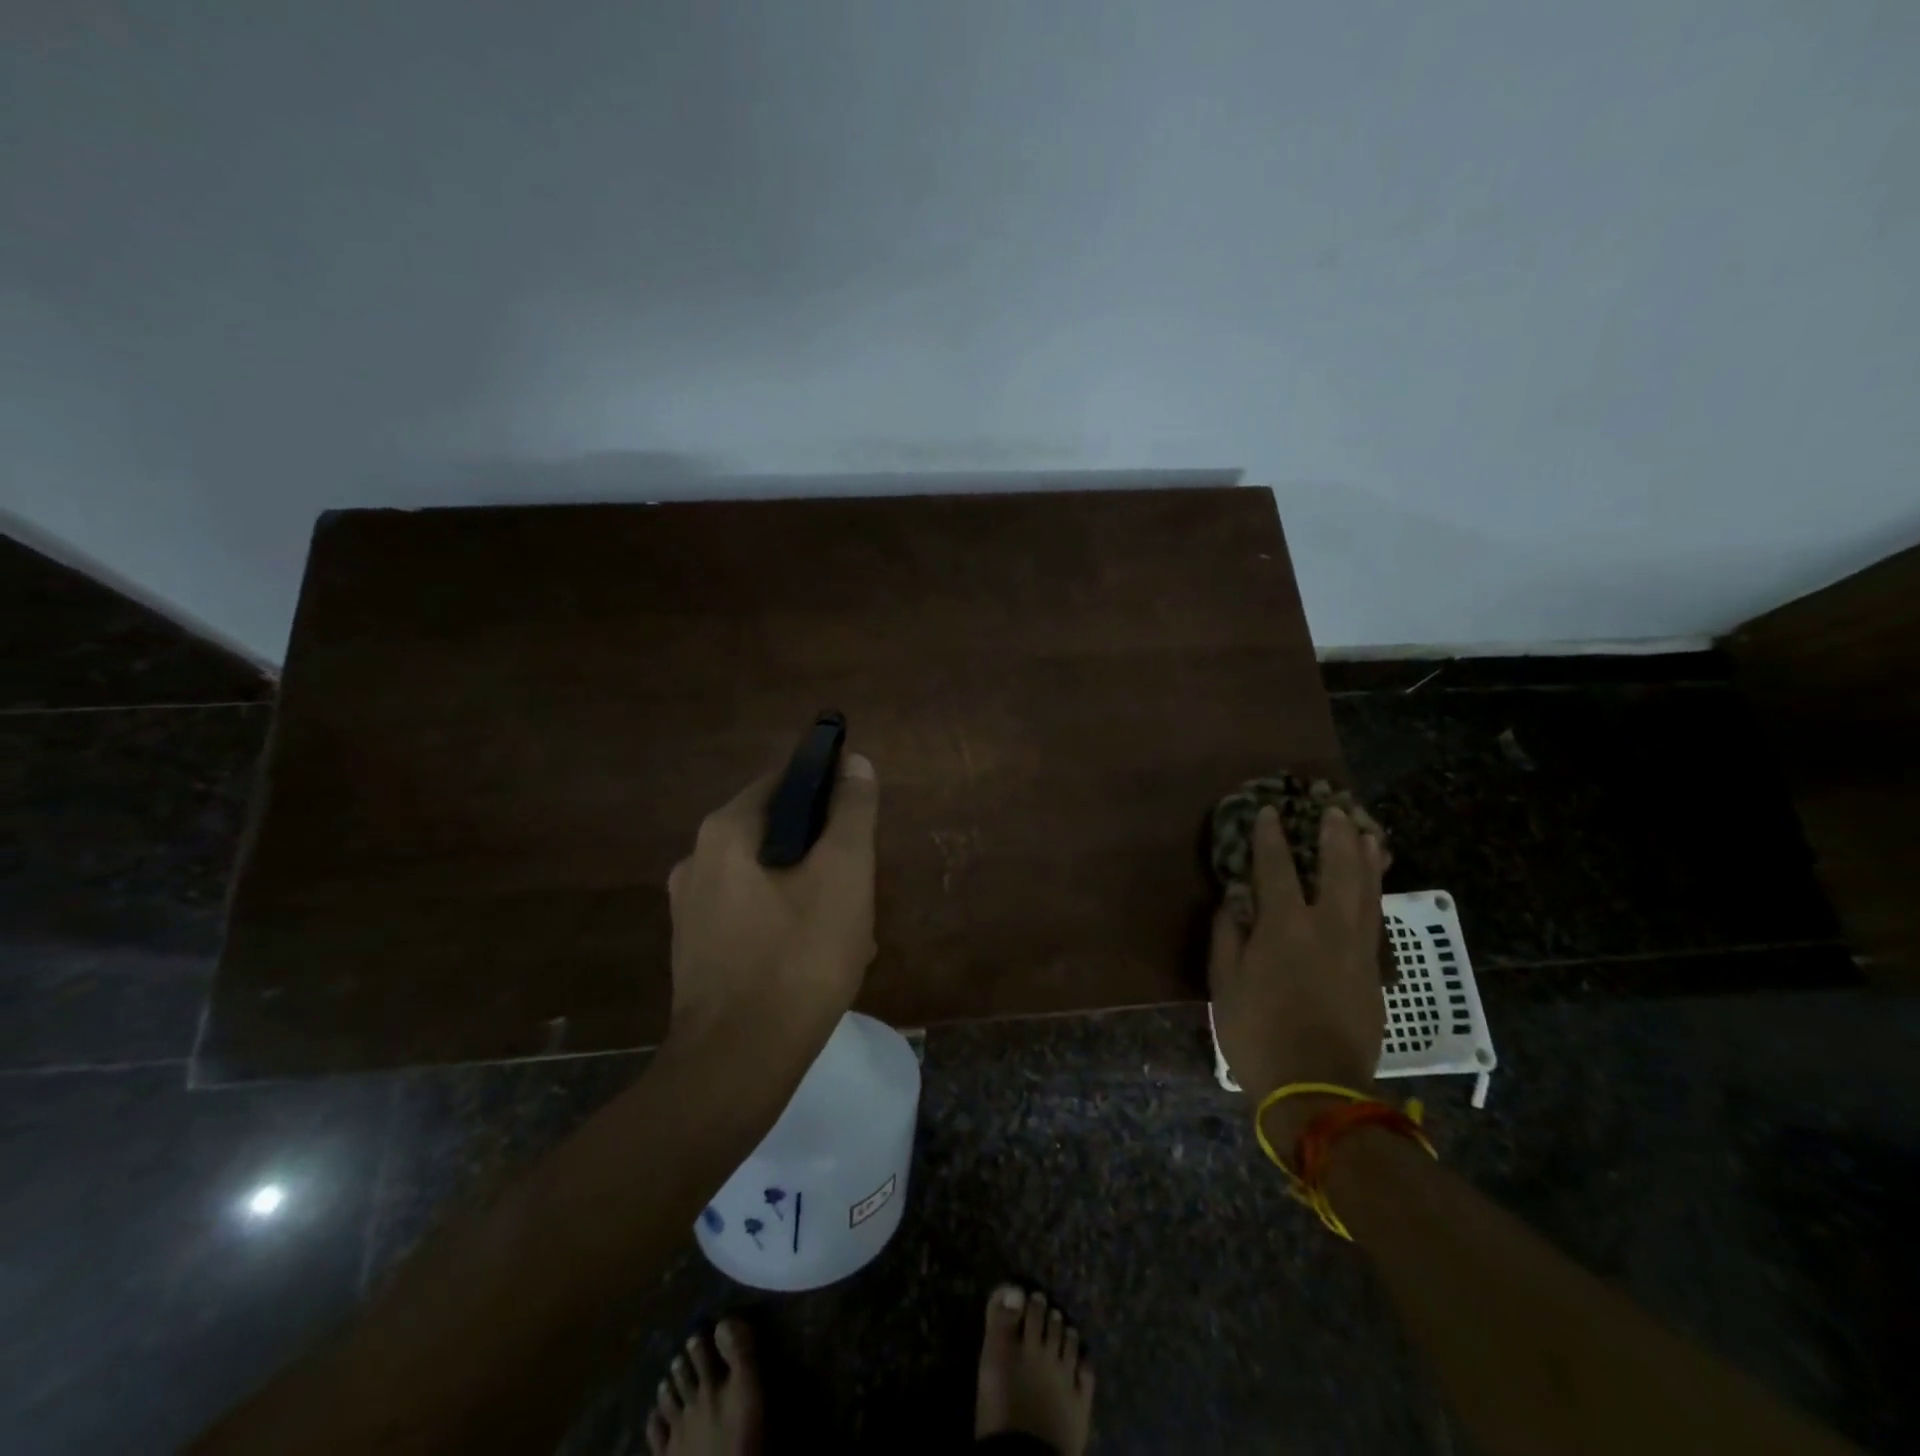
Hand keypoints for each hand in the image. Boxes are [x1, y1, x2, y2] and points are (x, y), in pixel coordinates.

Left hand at [665, 753, 879, 1047]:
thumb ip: (851, 813)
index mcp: (726, 831)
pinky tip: (813, 957)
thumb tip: (856, 763)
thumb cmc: (799, 958)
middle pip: (775, 831)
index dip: (827, 788)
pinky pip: (749, 913)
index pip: (783, 780)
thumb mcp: (844, 875)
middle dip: (821, 852)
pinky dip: (783, 920)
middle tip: (859, 884)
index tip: (859, 819)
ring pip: (765, 876)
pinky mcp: (695, 949)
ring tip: (846, 928)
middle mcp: (696, 860)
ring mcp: (690, 908)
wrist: (738, 1063)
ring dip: (808, 890)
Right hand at [1208, 804, 1389, 1146]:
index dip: (1271, 838)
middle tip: (1333, 809)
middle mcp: (1326, 928)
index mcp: (1284, 927)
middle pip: (1337, 870)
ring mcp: (1356, 949)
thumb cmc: (1257, 1033)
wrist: (1316, 1088)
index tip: (1270, 813)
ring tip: (1366, 832)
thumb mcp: (1224, 984)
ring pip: (1366, 891)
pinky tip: (1374, 883)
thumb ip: (1228, 936)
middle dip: (1334, 836)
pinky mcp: (1373, 972)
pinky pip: (1375, 919)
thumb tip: (1234, 902)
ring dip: (1366, 858)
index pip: (1277, 869)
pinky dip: (1375, 892)